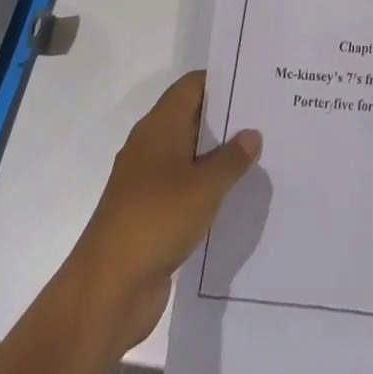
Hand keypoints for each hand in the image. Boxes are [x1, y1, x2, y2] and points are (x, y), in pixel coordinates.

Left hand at [64, 71, 261, 351]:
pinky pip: (184, 189)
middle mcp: (151, 146)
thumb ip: (232, 158)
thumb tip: (252, 133)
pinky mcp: (150, 216)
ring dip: (218, 157)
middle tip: (266, 117)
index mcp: (159, 126)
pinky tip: (234, 196)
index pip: (194, 85)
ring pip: (190, 156)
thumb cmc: (156, 220)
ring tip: (259, 155)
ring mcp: (148, 183)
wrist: (106, 293)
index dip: (223, 80)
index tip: (255, 83)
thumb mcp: (205, 186)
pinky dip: (206, 189)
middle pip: (193, 118)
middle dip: (226, 119)